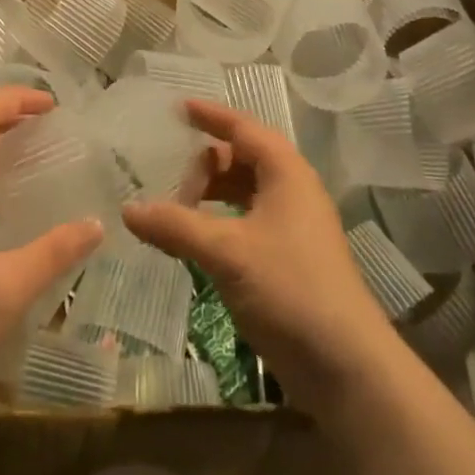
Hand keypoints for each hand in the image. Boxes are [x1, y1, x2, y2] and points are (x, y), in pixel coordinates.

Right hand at [121, 99, 395, 411]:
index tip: (178, 107)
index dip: (211, 115)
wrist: (346, 367)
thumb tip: (127, 209)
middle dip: (204, 165)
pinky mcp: (287, 259)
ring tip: (174, 210)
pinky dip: (218, 222)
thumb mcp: (226, 252)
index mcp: (285, 173)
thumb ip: (175, 226)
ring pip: (243, 193)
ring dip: (210, 196)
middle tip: (167, 182)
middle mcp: (291, 191)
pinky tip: (194, 241)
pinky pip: (245, 222)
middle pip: (241, 159)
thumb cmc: (289, 289)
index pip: (243, 128)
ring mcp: (292, 227)